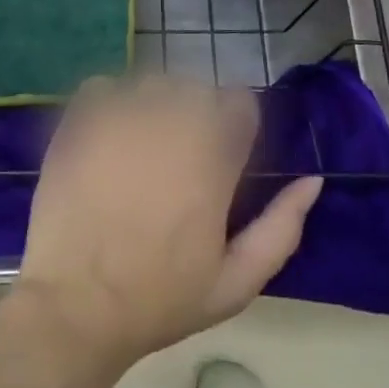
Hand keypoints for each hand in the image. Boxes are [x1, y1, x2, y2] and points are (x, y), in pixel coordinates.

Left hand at [11, 77, 322, 372]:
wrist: (75, 305)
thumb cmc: (160, 298)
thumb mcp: (235, 282)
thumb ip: (281, 228)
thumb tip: (312, 180)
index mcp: (212, 155)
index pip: (241, 102)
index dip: (237, 126)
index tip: (225, 156)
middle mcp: (170, 121)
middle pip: (197, 88)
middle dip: (198, 115)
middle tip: (183, 160)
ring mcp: (120, 114)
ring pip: (152, 83)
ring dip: (155, 106)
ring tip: (143, 149)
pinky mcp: (80, 118)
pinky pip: (104, 86)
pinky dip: (110, 102)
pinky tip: (108, 138)